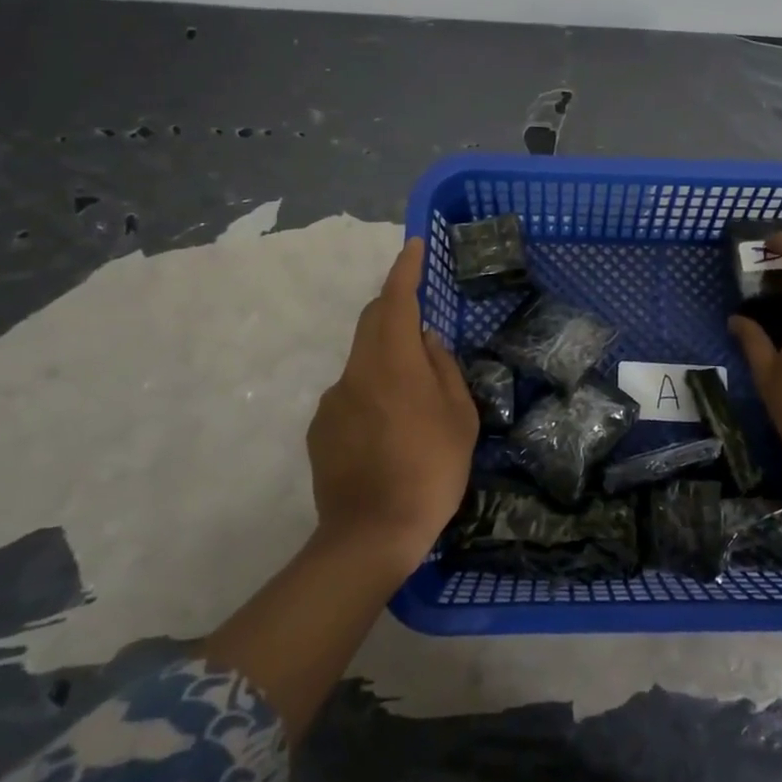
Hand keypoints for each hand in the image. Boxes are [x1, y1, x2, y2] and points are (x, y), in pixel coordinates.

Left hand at [306, 237, 476, 571]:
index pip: (397, 299)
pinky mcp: (320, 428)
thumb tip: (426, 339)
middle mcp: (357, 371)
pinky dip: (371, 393)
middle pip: (372, 321)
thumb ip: (443, 369)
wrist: (371, 535)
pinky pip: (350, 393)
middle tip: (420, 313)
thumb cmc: (431, 472)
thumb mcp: (460, 418)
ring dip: (386, 358)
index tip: (414, 246)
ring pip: (362, 359)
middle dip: (394, 306)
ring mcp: (333, 400)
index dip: (406, 269)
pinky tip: (388, 431)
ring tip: (412, 398)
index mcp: (395, 363)